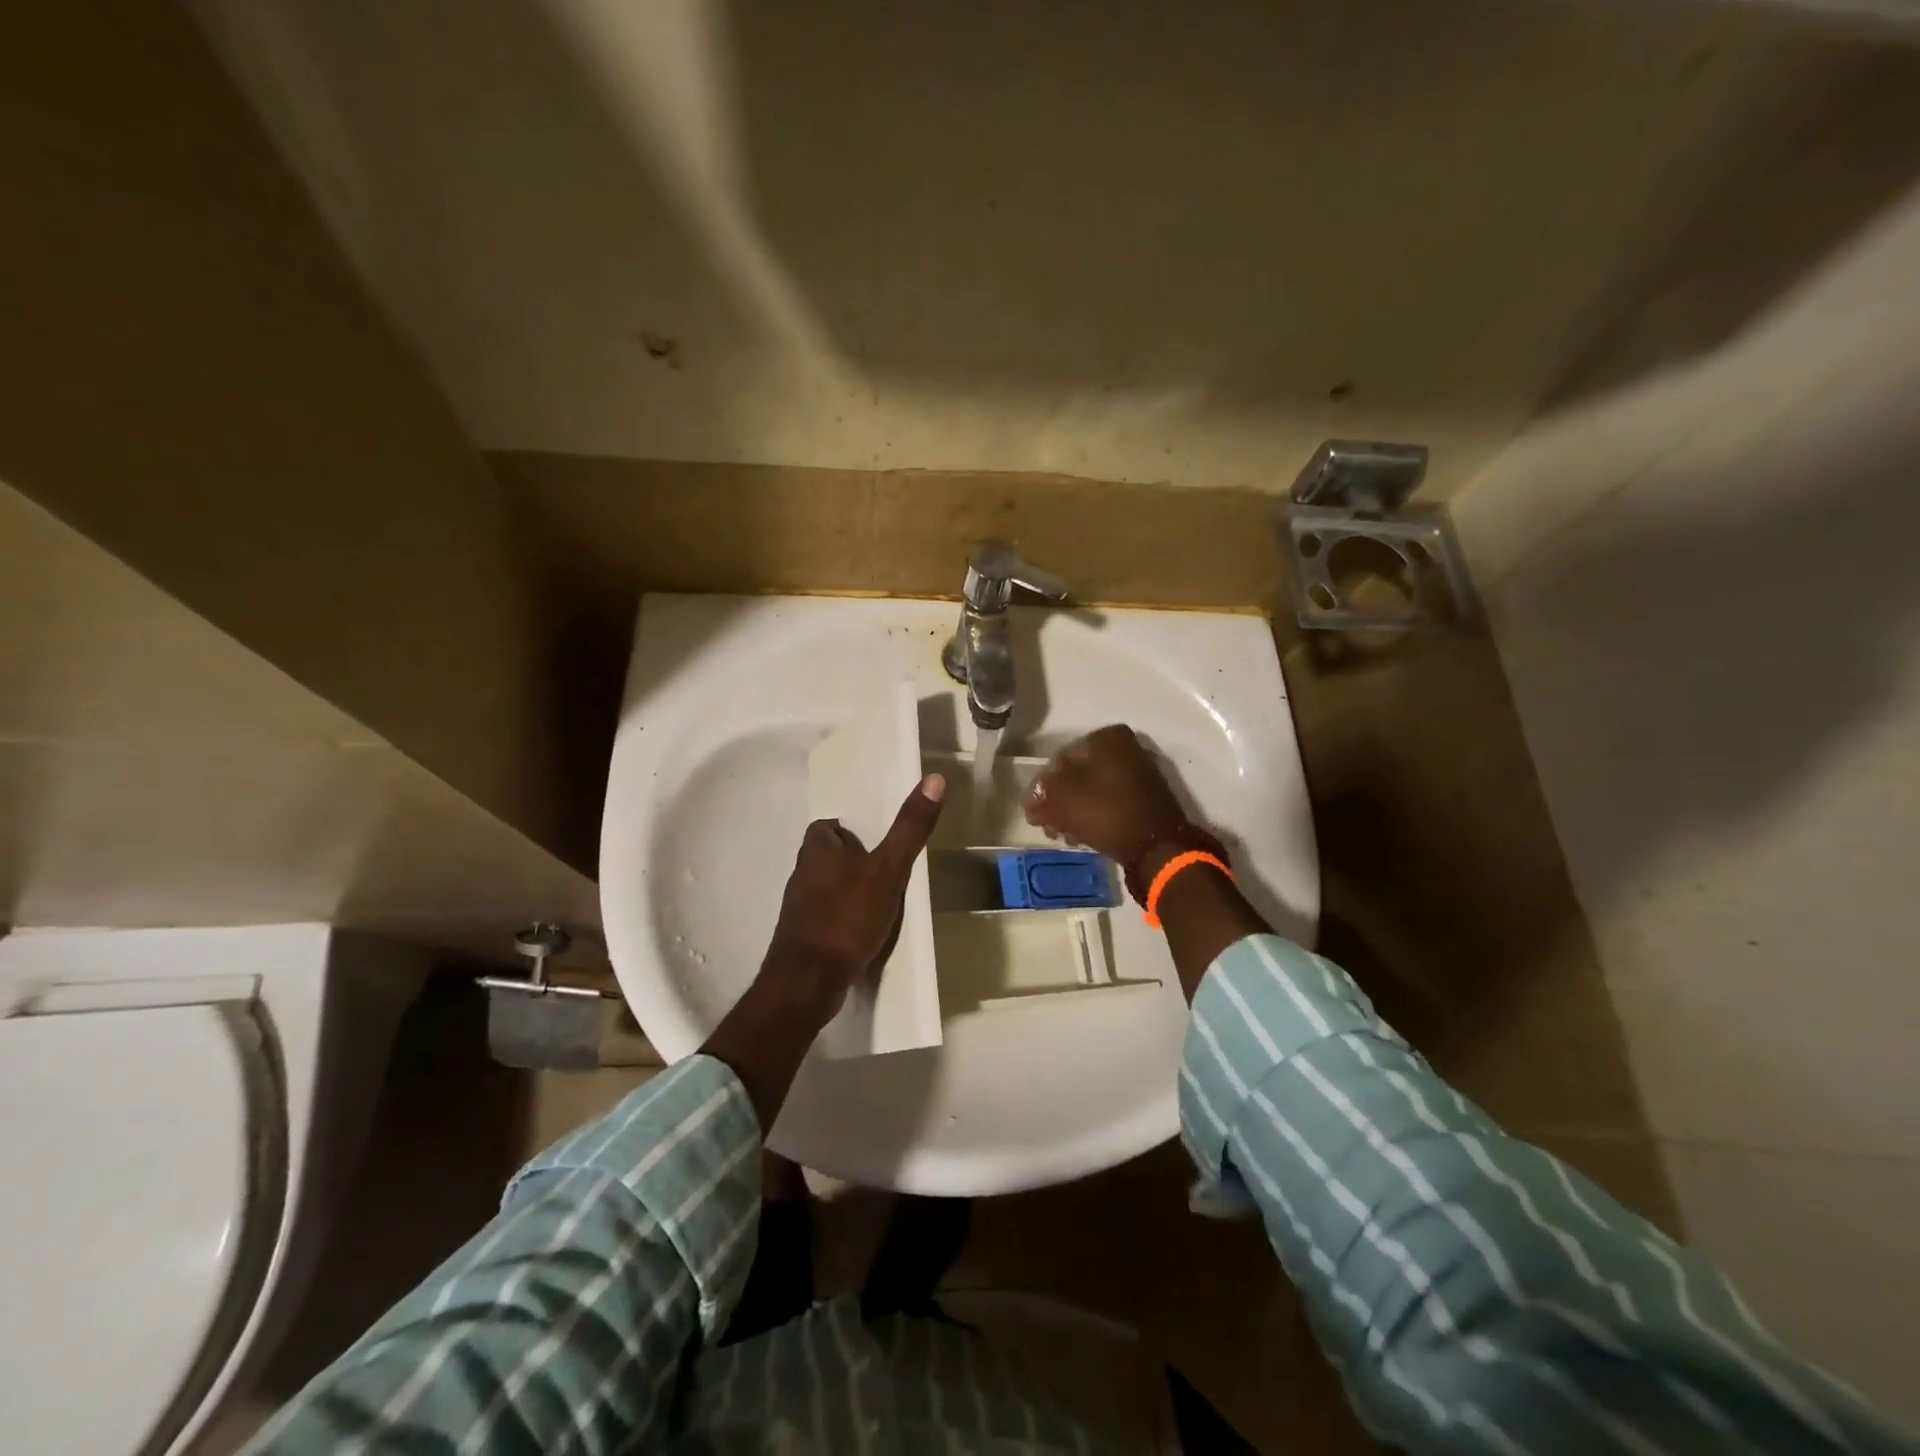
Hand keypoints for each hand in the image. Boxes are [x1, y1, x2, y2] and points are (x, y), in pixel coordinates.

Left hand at [701, 773, 945, 1130]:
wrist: (808, 982)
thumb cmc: (847, 918)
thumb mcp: (888, 870)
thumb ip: (910, 828)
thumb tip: (934, 778)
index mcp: (816, 849)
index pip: (828, 827)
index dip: (850, 831)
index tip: (875, 841)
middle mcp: (800, 872)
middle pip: (826, 856)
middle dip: (851, 859)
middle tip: (884, 869)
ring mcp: (797, 907)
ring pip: (824, 886)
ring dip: (846, 889)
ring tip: (878, 901)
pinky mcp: (800, 937)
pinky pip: (824, 916)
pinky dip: (841, 917)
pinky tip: (862, 932)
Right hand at [1023, 725, 1191, 868]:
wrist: (1156, 847)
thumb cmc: (1106, 812)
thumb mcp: (1063, 799)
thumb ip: (1043, 792)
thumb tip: (1035, 799)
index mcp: (1106, 738)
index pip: (1060, 760)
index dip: (1042, 788)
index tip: (1032, 811)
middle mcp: (1125, 749)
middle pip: (1077, 776)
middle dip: (1057, 802)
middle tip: (1045, 826)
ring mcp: (1137, 775)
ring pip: (1091, 792)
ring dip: (1072, 812)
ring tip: (1061, 835)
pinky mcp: (1144, 800)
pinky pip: (1108, 804)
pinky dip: (1092, 817)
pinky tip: (1080, 837)